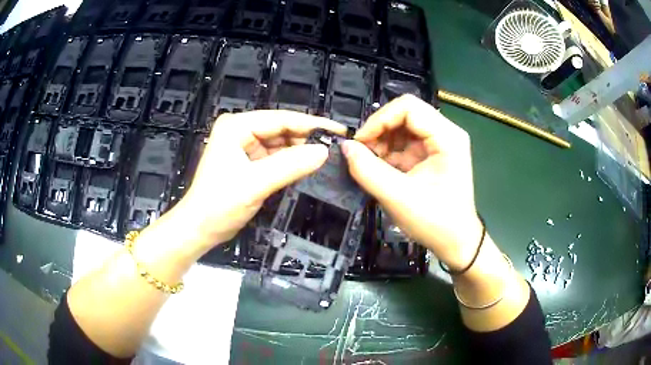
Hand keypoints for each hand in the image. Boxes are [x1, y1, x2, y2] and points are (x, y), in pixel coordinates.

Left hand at [166, 110, 345, 255]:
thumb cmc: (220, 204)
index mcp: (237, 126)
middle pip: (281, 129)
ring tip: (329, 157)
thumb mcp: (256, 183)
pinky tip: (309, 166)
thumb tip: (324, 151)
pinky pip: (275, 157)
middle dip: (307, 138)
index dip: (312, 124)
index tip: (339, 131)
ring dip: (301, 151)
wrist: (199, 229)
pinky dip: (291, 162)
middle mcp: (240, 130)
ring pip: (280, 144)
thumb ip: (290, 165)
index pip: (281, 119)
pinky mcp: (247, 161)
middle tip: (338, 147)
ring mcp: (243, 146)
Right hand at [342, 94, 481, 270]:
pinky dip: (389, 152)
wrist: (456, 243)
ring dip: (382, 141)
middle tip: (362, 152)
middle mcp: (446, 133)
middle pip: (406, 114)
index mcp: (447, 137)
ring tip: (369, 163)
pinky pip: (405, 142)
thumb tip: (345, 147)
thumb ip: (367, 170)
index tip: (360, 142)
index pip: (408, 107)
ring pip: (403, 127)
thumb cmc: (434, 222)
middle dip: (380, 130)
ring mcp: (440, 143)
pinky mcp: (433, 154)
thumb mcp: (398, 197)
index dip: (379, 120)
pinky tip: (380, 168)